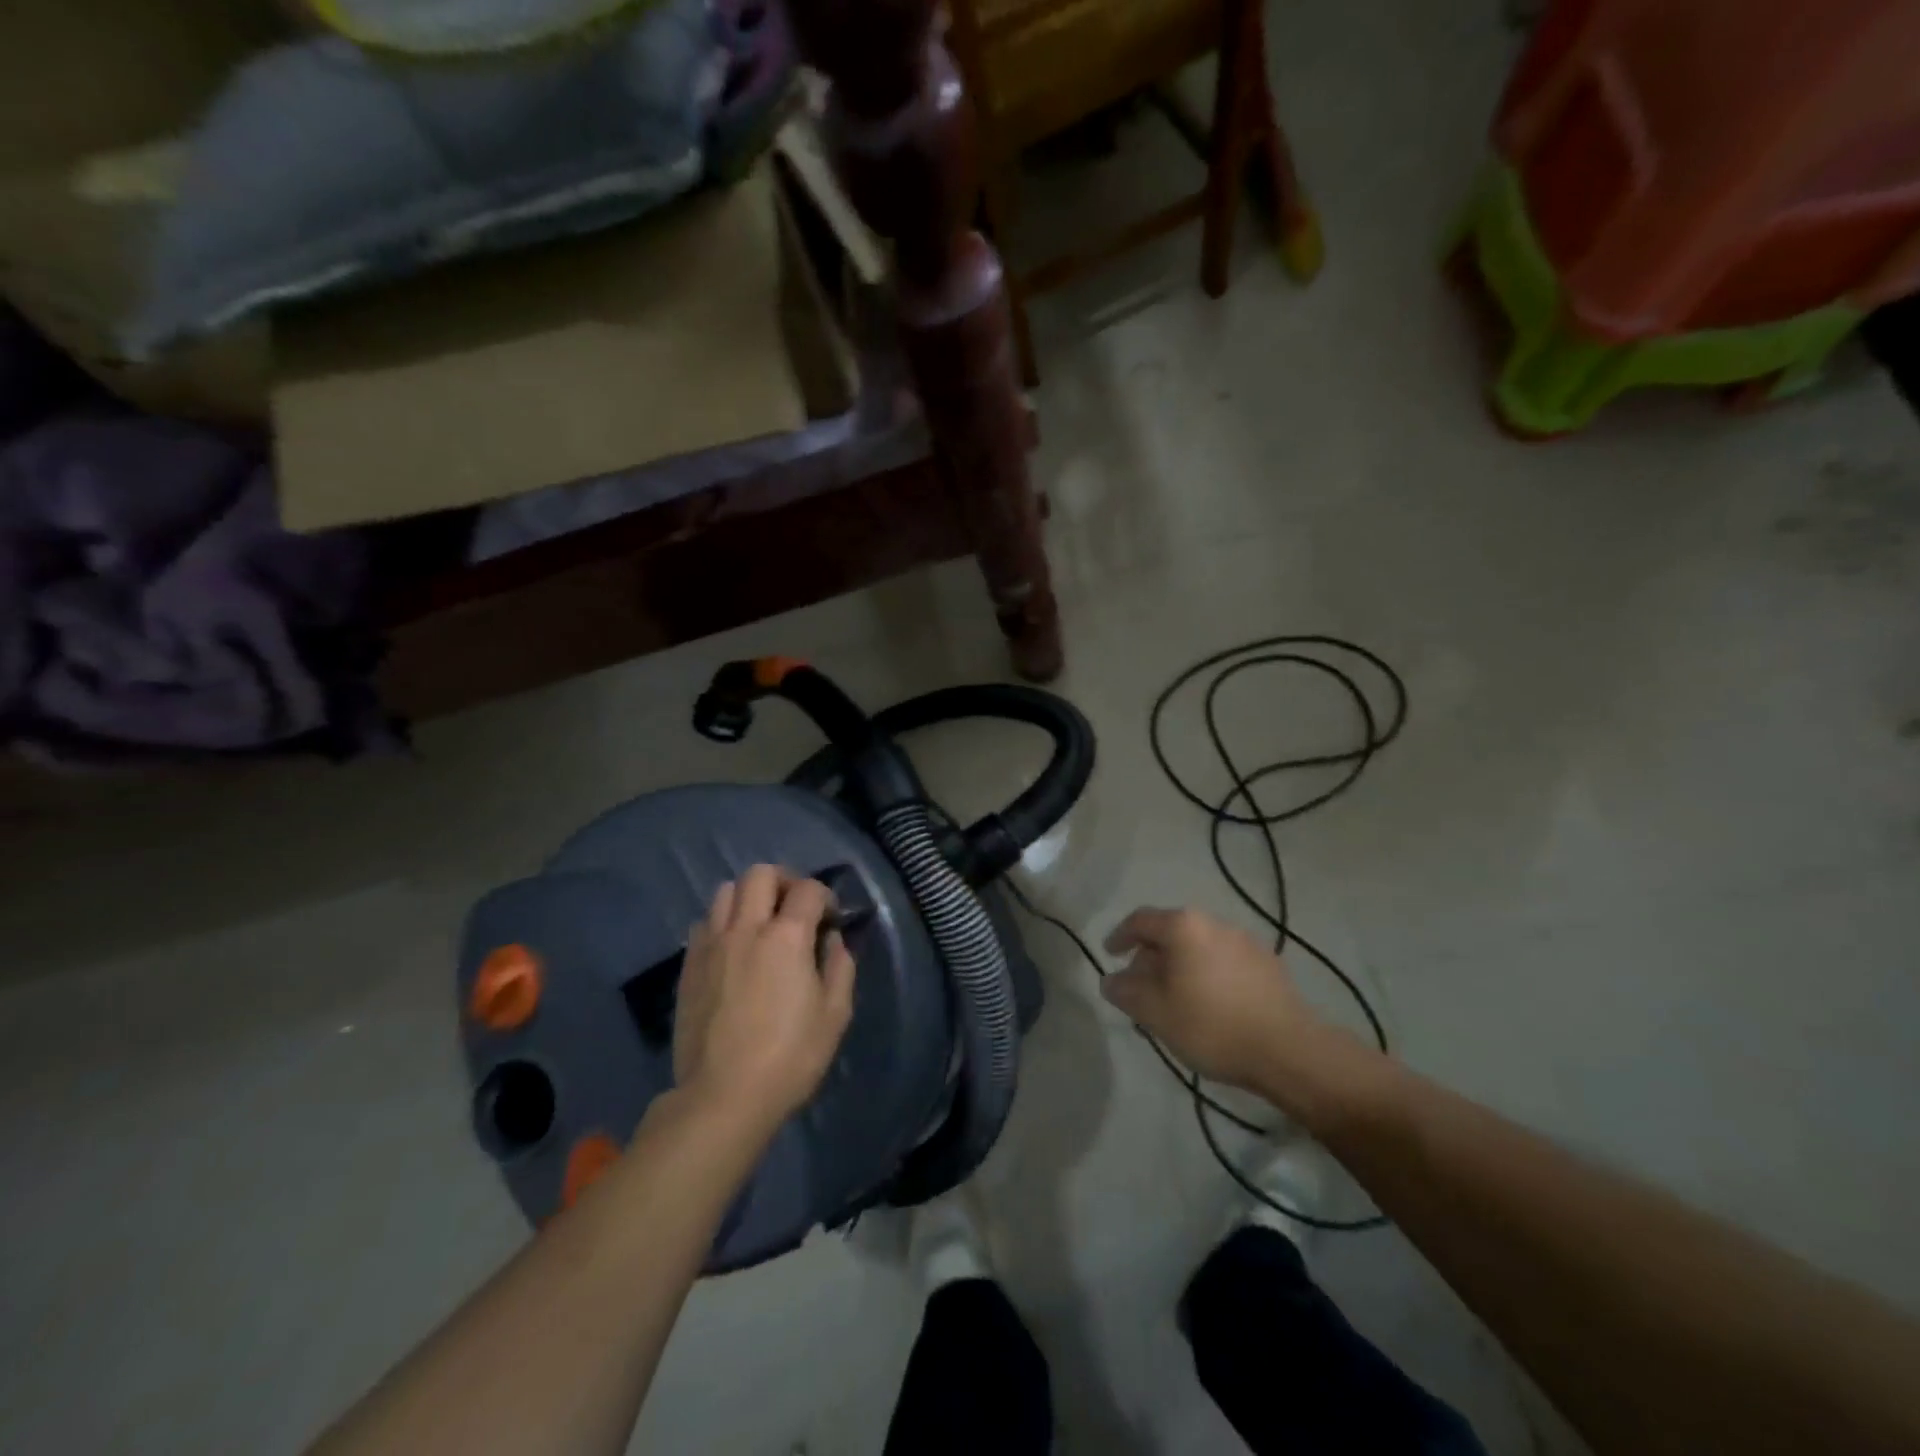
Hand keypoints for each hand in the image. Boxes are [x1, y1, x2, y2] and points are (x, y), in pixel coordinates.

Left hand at [674, 866, 855, 1135]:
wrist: (722, 1097)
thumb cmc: (789, 1057)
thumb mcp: (835, 1015)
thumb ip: (839, 967)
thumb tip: (832, 940)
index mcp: (787, 937)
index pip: (809, 889)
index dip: (826, 897)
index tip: (831, 920)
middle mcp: (746, 928)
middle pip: (760, 874)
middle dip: (784, 881)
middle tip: (795, 909)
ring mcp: (712, 944)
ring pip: (726, 891)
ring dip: (749, 897)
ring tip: (761, 924)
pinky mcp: (689, 965)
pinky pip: (705, 923)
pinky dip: (724, 922)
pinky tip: (734, 949)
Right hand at [1102, 907, 1324, 1093]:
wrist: (1288, 1050)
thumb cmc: (1211, 1025)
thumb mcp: (1155, 1013)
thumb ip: (1126, 992)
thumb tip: (1111, 980)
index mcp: (1183, 927)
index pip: (1140, 920)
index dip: (1120, 936)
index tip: (1109, 954)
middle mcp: (1214, 923)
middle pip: (1171, 932)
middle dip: (1151, 957)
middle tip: (1141, 987)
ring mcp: (1245, 941)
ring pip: (1199, 947)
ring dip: (1180, 967)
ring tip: (1175, 999)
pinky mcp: (1268, 964)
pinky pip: (1223, 961)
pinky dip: (1207, 974)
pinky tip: (1209, 1005)